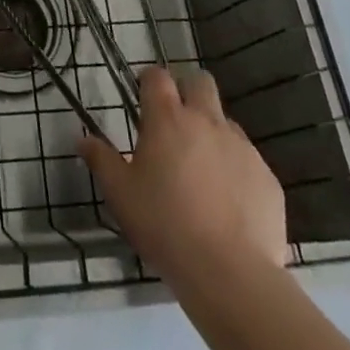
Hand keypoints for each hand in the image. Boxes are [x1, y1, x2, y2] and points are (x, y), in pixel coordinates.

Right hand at [78, 67, 289, 284]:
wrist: (229, 273)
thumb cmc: (164, 225)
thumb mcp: (120, 195)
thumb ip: (101, 160)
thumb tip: (82, 139)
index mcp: (167, 118)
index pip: (157, 76)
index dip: (149, 82)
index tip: (143, 100)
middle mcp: (206, 121)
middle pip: (200, 81)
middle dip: (188, 92)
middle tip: (176, 124)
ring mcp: (241, 147)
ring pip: (226, 121)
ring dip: (213, 134)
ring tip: (203, 172)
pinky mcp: (267, 176)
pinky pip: (249, 160)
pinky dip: (236, 170)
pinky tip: (229, 204)